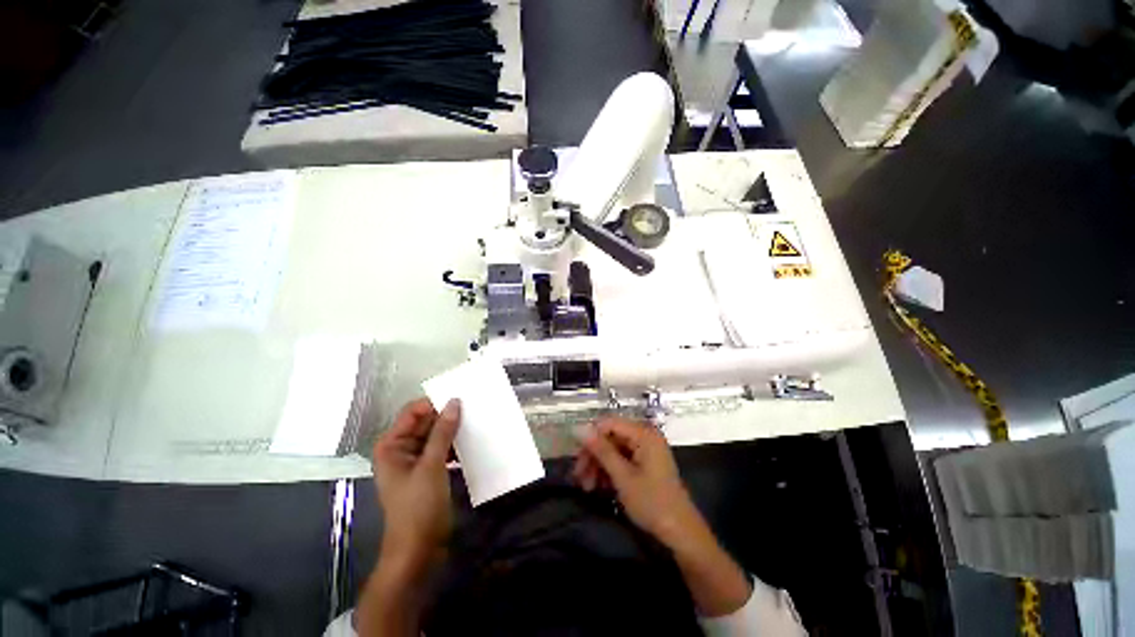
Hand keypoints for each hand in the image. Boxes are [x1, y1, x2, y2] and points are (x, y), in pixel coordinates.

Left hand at [372, 398, 460, 568]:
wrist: (419, 549)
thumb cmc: (418, 506)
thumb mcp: (431, 465)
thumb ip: (442, 432)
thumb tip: (454, 402)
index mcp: (392, 444)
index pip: (413, 412)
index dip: (435, 403)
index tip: (461, 399)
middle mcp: (401, 448)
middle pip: (425, 422)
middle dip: (447, 416)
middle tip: (474, 408)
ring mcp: (415, 460)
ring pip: (436, 435)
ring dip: (453, 430)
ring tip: (476, 421)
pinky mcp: (428, 470)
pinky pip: (442, 448)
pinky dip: (454, 445)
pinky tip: (471, 442)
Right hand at [574, 416, 752, 616]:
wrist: (680, 533)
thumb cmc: (652, 502)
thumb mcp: (623, 476)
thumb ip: (601, 450)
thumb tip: (579, 428)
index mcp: (643, 433)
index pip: (609, 423)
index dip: (591, 436)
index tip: (575, 454)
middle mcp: (644, 436)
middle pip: (610, 437)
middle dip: (593, 455)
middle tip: (578, 476)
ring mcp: (645, 450)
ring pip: (613, 450)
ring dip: (598, 466)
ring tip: (586, 487)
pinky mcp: (644, 463)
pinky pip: (621, 460)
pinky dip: (609, 472)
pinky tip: (599, 487)